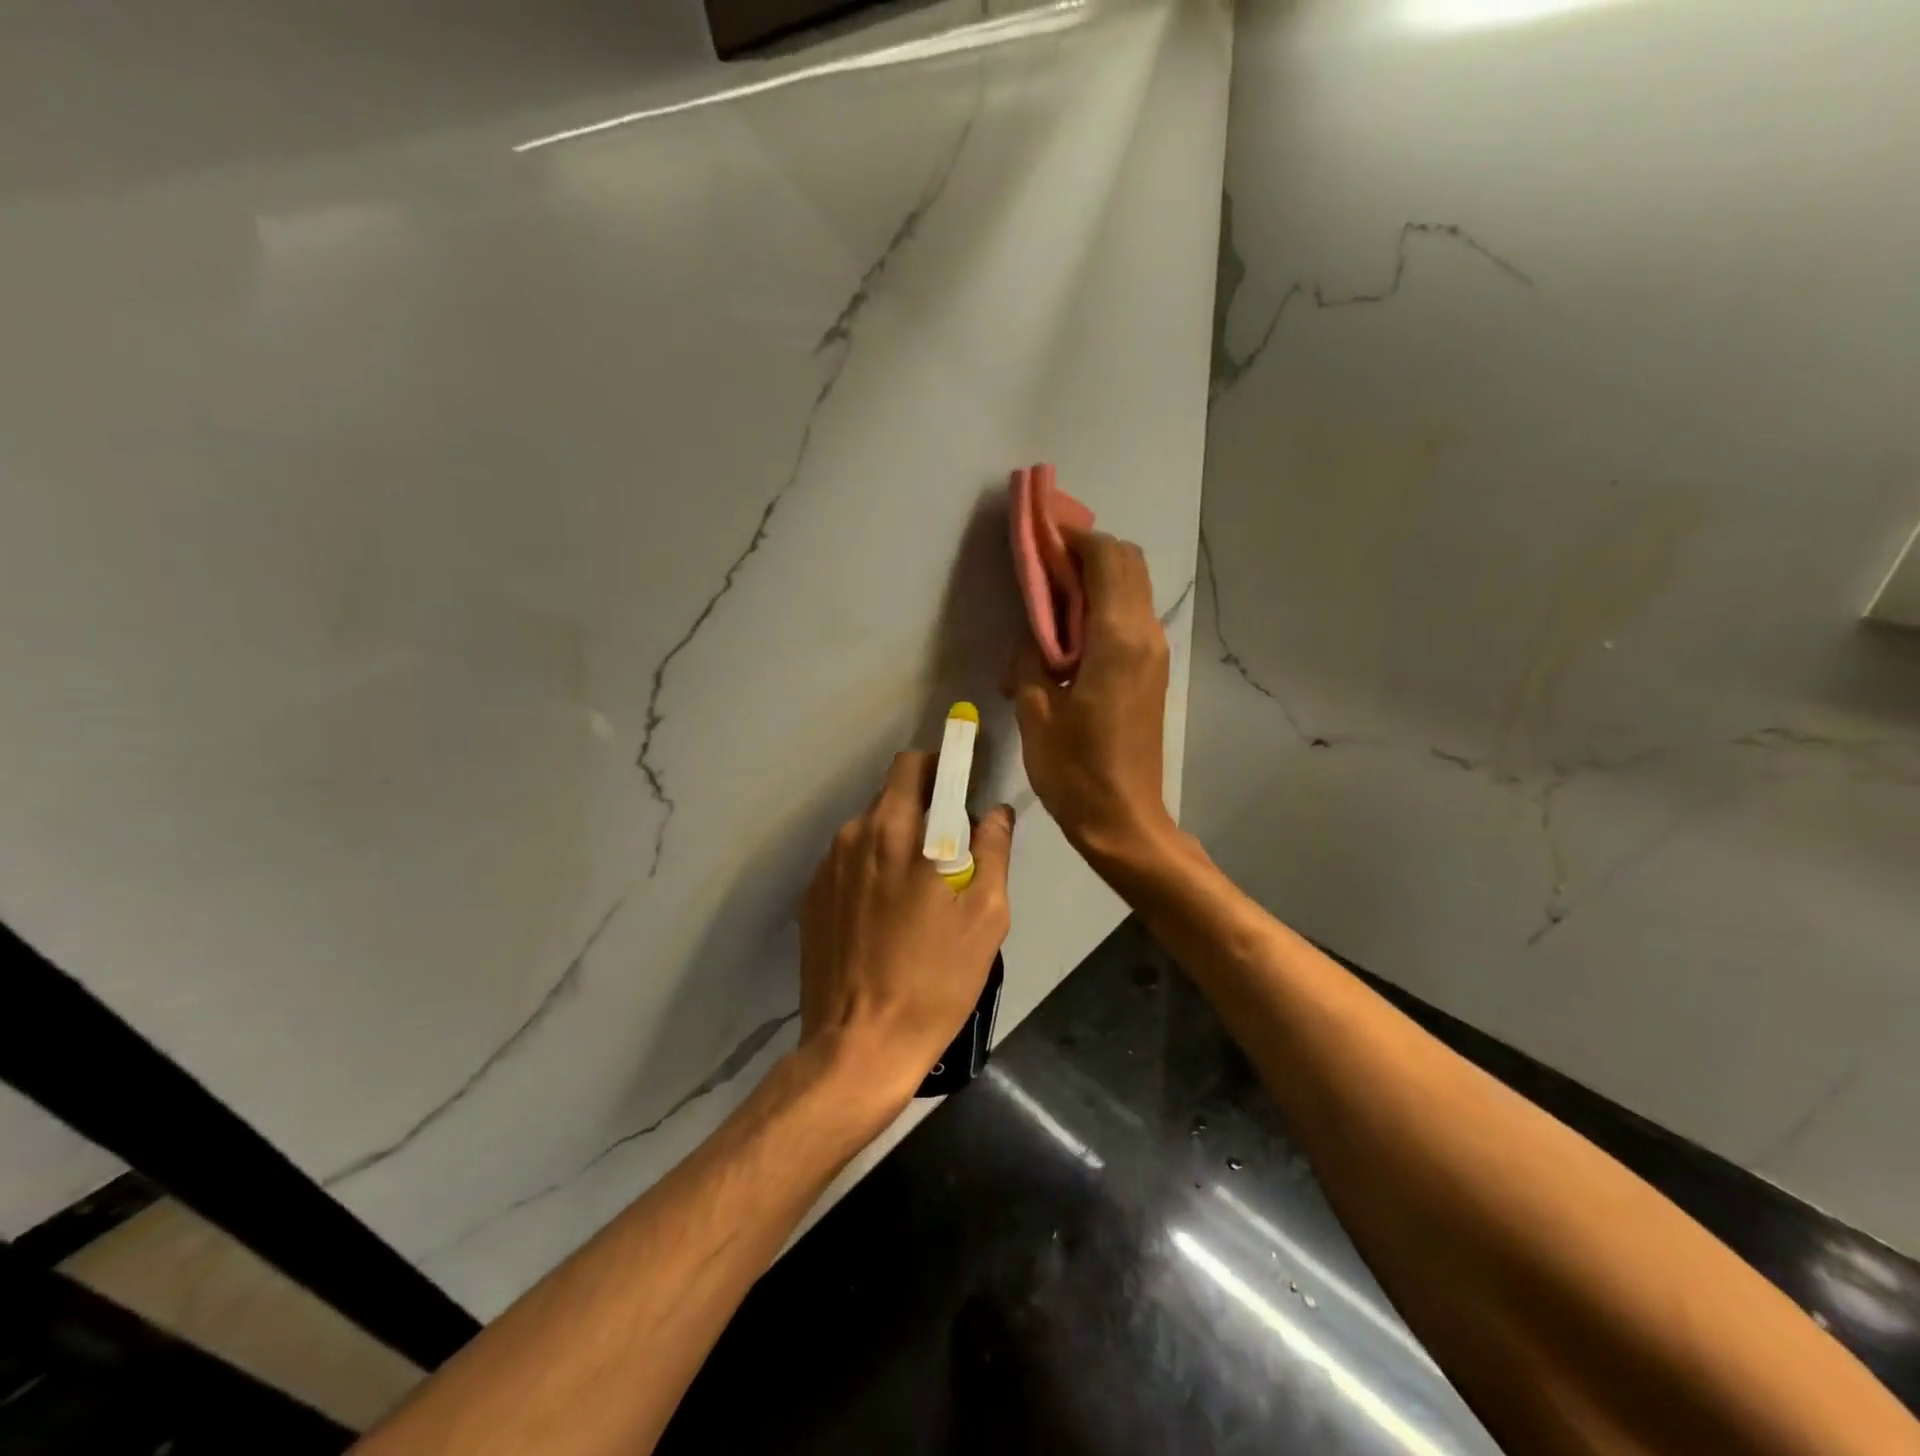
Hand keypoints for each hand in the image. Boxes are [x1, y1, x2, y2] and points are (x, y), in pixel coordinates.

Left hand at [799, 751, 1014, 1106]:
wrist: (859, 1046)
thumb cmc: (934, 981)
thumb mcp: (985, 919)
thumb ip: (993, 853)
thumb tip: (996, 813)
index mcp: (900, 832)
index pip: (917, 766)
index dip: (943, 763)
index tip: (962, 777)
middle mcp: (856, 836)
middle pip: (892, 794)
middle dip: (923, 802)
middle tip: (949, 844)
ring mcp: (827, 867)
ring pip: (869, 828)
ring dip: (896, 838)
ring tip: (917, 888)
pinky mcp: (812, 897)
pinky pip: (849, 862)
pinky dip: (871, 869)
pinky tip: (885, 914)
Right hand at [1005, 529, 1177, 871]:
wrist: (1123, 819)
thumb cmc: (1074, 771)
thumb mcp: (1036, 711)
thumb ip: (1032, 656)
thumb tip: (1035, 629)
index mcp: (1117, 640)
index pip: (1106, 559)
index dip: (1073, 538)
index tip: (1039, 537)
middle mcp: (1145, 636)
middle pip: (1128, 563)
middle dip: (1087, 551)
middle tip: (1044, 564)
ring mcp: (1154, 654)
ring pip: (1133, 588)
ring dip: (1096, 578)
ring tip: (1052, 595)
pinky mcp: (1152, 672)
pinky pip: (1131, 617)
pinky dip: (1104, 605)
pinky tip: (1069, 631)